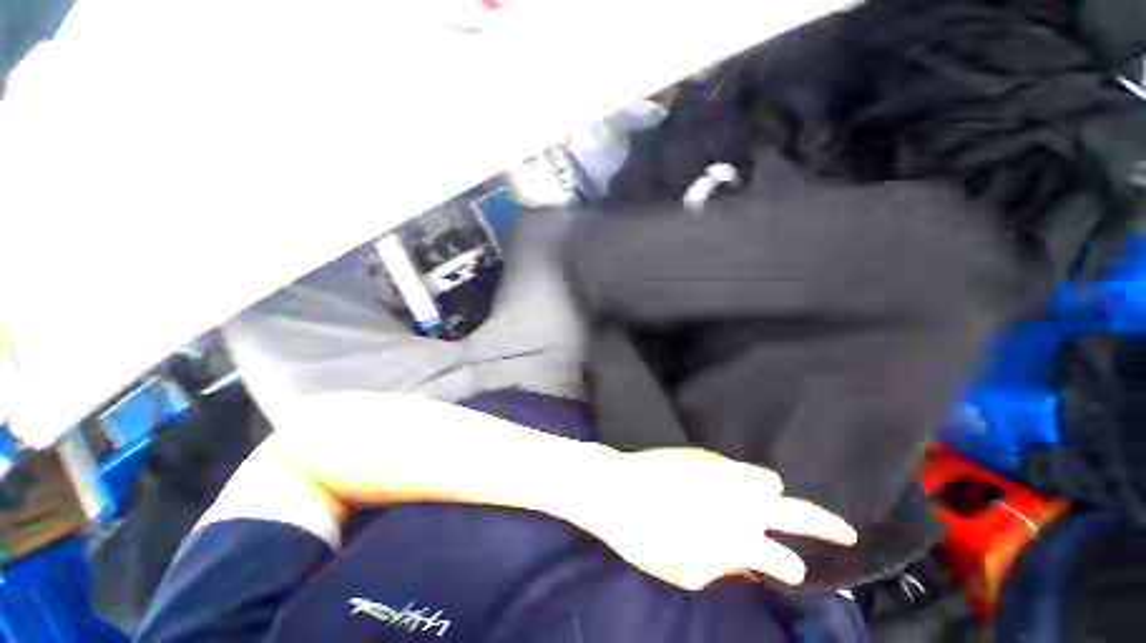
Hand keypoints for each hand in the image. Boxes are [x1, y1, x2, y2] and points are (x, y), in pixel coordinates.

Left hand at [578, 448, 856, 590]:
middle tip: (846, 531)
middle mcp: (740, 501)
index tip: (788, 571)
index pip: (785, 561)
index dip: (790, 570)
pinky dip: (739, 478)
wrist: (617, 487)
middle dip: (828, 525)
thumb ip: (723, 567)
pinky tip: (722, 484)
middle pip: (799, 512)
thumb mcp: (685, 571)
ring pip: (768, 478)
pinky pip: (735, 466)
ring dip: (769, 495)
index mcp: (738, 538)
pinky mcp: (704, 455)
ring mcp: (723, 471)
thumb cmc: (646, 537)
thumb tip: (747, 560)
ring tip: (759, 502)